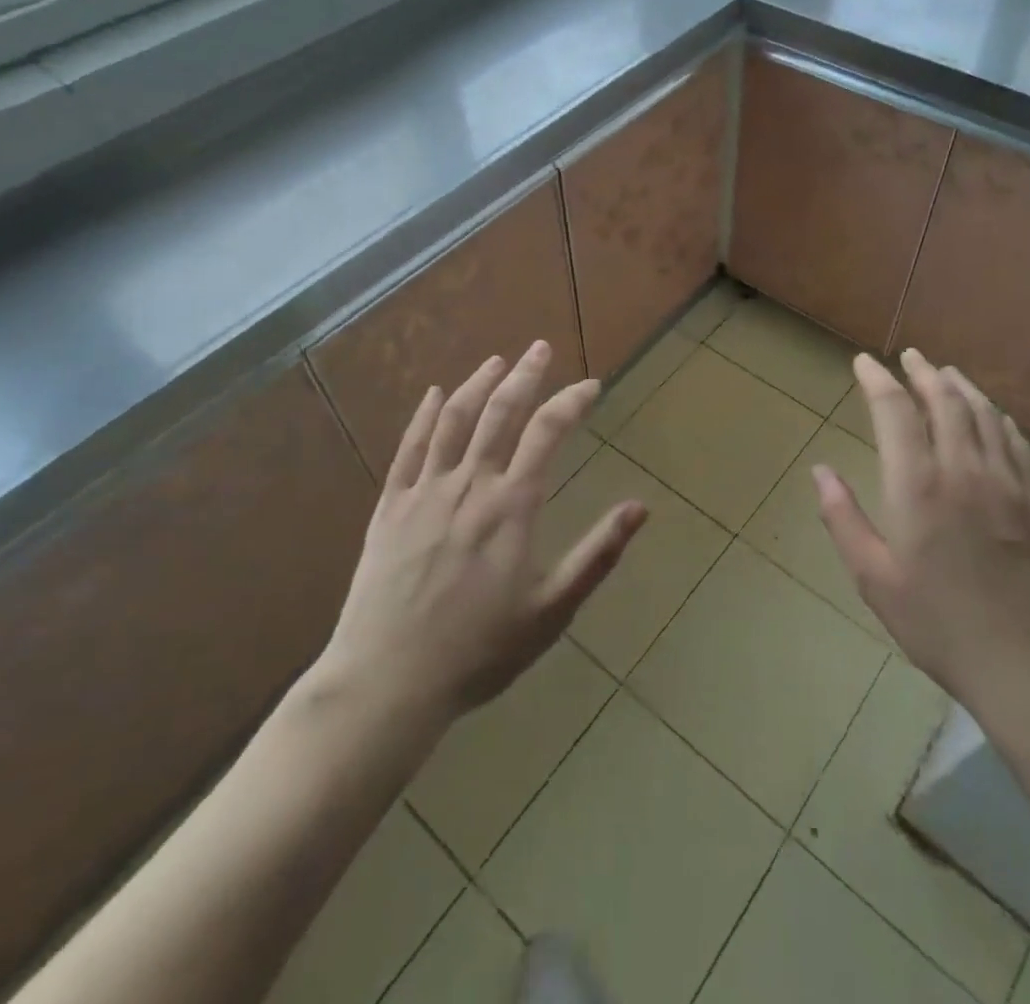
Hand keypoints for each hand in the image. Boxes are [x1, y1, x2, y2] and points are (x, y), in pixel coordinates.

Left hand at [316, 341, 646, 736]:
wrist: (388, 681)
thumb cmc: (480, 650)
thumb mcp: (552, 610)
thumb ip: (597, 554)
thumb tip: (640, 507)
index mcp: (511, 506)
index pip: (547, 433)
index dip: (571, 402)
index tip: (591, 385)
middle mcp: (469, 485)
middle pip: (500, 413)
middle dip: (525, 375)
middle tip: (539, 348)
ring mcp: (425, 492)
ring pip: (454, 421)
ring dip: (477, 385)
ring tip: (496, 361)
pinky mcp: (390, 508)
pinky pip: (408, 449)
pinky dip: (424, 417)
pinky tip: (434, 395)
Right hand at [813, 349, 1029, 747]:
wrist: (1029, 664)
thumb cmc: (939, 624)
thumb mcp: (874, 578)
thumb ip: (843, 518)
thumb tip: (820, 471)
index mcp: (917, 486)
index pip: (895, 412)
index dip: (877, 380)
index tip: (864, 362)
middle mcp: (964, 470)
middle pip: (944, 401)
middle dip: (922, 373)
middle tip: (909, 356)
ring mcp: (1008, 482)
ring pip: (983, 414)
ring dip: (960, 387)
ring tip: (944, 372)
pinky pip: (1016, 442)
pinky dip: (997, 417)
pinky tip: (991, 414)